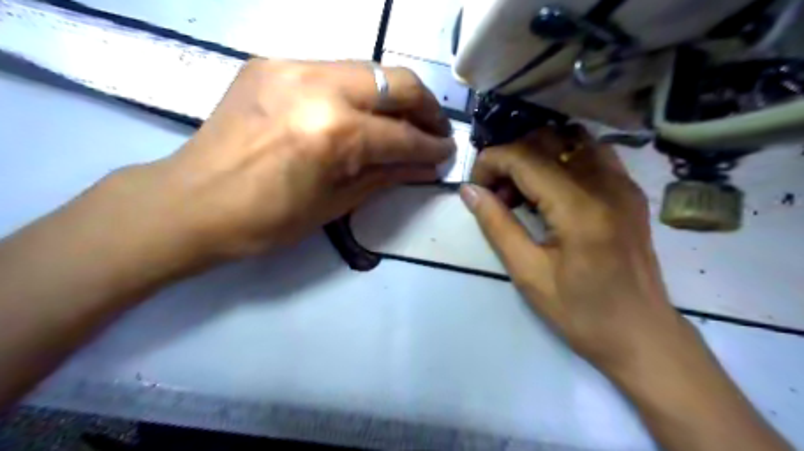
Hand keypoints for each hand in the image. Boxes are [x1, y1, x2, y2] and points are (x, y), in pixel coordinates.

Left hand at [133, 57, 458, 260]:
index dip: (431, 146)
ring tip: (405, 121)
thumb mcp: (336, 204)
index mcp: (332, 133)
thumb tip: (426, 165)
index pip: (401, 135)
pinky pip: (335, 70)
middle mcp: (317, 86)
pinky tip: (362, 113)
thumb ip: (387, 176)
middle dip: (425, 107)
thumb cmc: (266, 220)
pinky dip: (359, 91)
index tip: (446, 153)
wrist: (191, 202)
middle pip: (395, 81)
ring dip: (395, 95)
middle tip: (435, 130)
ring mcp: (291, 66)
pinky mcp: (272, 63)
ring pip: (368, 69)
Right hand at [458, 124, 682, 369]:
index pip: (524, 157)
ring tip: (523, 190)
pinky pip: (591, 153)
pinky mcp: (630, 191)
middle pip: (546, 140)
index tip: (475, 188)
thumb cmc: (581, 313)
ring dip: (536, 155)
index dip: (491, 162)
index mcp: (579, 208)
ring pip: (570, 139)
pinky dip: (562, 159)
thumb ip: (496, 225)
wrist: (642, 335)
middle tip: (497, 194)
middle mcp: (606, 183)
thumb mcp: (528, 273)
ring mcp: (623, 184)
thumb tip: (469, 190)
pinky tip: (551, 190)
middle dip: (510, 158)